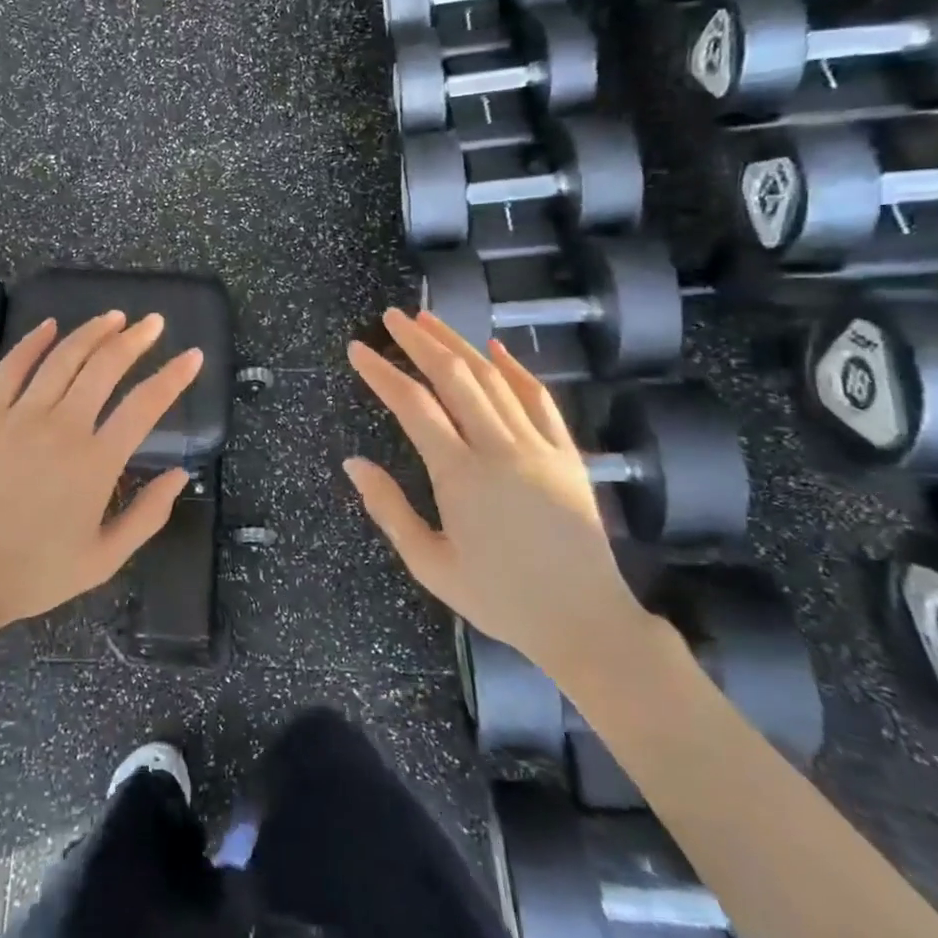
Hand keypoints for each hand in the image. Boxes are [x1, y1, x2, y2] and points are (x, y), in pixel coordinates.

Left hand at [0, 311, 203, 640]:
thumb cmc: (36, 572)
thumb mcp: (105, 558)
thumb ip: (148, 515)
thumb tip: (181, 474)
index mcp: (97, 462)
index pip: (145, 405)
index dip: (174, 376)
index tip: (192, 356)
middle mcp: (62, 428)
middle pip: (105, 367)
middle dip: (135, 339)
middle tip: (153, 322)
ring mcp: (20, 417)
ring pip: (63, 358)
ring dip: (92, 332)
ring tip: (114, 317)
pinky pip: (11, 368)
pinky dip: (32, 342)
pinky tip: (49, 325)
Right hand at [344, 309, 649, 679]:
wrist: (585, 622)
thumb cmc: (500, 598)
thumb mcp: (429, 564)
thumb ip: (388, 509)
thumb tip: (353, 462)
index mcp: (460, 476)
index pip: (412, 406)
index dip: (381, 372)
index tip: (358, 349)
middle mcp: (499, 449)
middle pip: (455, 377)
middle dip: (419, 341)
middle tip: (392, 316)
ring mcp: (539, 447)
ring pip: (494, 378)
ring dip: (459, 344)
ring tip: (430, 320)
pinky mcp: (567, 454)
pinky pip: (539, 399)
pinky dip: (516, 368)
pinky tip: (496, 348)